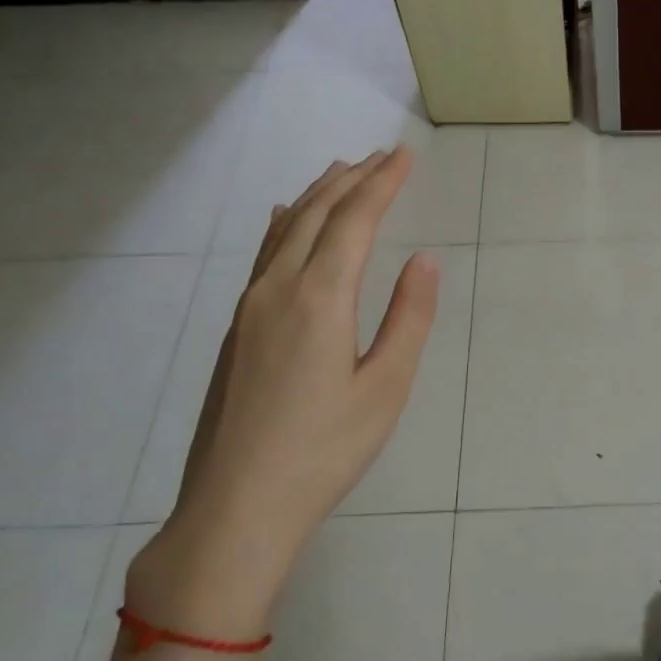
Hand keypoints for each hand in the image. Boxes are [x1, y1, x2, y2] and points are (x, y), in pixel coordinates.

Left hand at [127, 149, 438, 635]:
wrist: (237, 505)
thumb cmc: (325, 450)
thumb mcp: (385, 387)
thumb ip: (408, 318)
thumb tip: (424, 260)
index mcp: (319, 298)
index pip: (354, 220)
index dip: (382, 183)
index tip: (405, 155)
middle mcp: (277, 289)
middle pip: (316, 215)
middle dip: (351, 180)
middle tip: (382, 156)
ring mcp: (249, 308)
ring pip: (286, 231)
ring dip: (317, 196)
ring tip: (342, 172)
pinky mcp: (236, 329)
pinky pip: (264, 254)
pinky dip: (286, 225)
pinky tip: (287, 220)